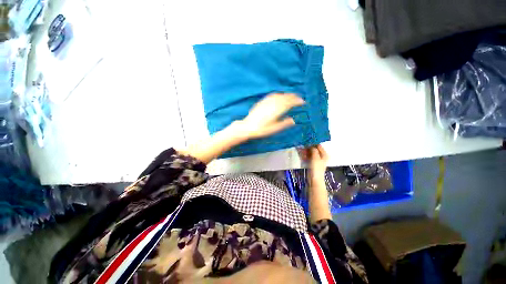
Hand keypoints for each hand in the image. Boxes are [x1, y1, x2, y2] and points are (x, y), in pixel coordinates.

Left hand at [237, 93, 304, 139]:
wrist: (248, 126)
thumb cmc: (262, 130)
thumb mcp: (274, 129)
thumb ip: (284, 124)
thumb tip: (294, 120)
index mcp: (277, 110)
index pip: (289, 103)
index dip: (297, 101)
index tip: (303, 102)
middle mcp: (273, 104)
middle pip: (285, 97)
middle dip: (293, 96)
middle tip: (299, 98)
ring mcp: (267, 102)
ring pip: (279, 95)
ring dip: (287, 94)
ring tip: (292, 96)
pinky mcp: (262, 102)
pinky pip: (272, 95)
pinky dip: (279, 94)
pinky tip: (280, 95)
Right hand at [299, 145, 328, 178]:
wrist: (314, 179)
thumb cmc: (316, 168)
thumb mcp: (315, 158)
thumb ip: (314, 150)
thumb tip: (311, 145)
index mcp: (324, 154)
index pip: (318, 145)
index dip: (312, 143)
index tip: (306, 142)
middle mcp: (321, 156)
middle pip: (314, 149)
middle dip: (307, 147)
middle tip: (301, 146)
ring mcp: (316, 159)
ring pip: (310, 153)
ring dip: (305, 151)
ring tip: (300, 150)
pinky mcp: (312, 162)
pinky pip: (308, 156)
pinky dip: (304, 155)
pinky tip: (300, 154)